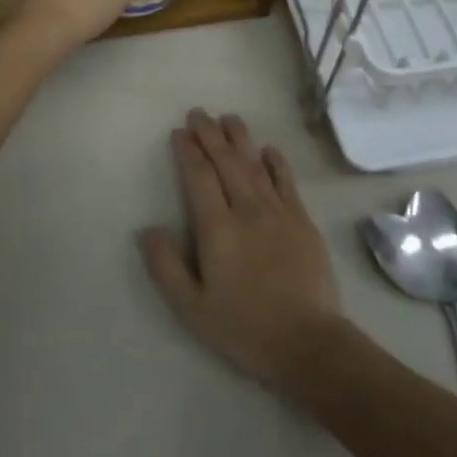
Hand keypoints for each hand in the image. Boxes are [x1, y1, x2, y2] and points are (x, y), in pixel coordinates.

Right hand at [140, 111, 344, 390]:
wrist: (309, 343)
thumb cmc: (245, 328)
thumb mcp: (193, 310)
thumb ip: (166, 267)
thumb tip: (147, 229)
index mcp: (218, 228)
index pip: (199, 177)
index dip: (188, 151)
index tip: (179, 132)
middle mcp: (247, 209)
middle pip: (226, 161)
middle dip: (210, 134)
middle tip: (199, 113)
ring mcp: (278, 211)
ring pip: (255, 163)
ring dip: (240, 138)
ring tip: (228, 118)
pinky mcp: (302, 220)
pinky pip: (286, 180)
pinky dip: (275, 161)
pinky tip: (268, 148)